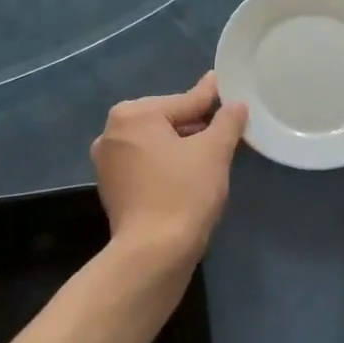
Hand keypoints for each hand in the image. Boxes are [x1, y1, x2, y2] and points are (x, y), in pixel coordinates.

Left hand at [92, 73, 248, 270]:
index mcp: (132, 114)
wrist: (153, 254)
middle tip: (228, 129)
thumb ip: (227, 120)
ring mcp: (108, 162)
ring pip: (156, 144)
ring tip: (213, 153)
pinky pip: (146, 165)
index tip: (227, 88)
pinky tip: (190, 175)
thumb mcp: (214, 151)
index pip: (185, 101)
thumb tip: (235, 104)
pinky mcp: (112, 188)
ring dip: (183, 146)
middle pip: (167, 120)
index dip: (212, 99)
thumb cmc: (184, 193)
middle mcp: (111, 132)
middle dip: (197, 125)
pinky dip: (167, 165)